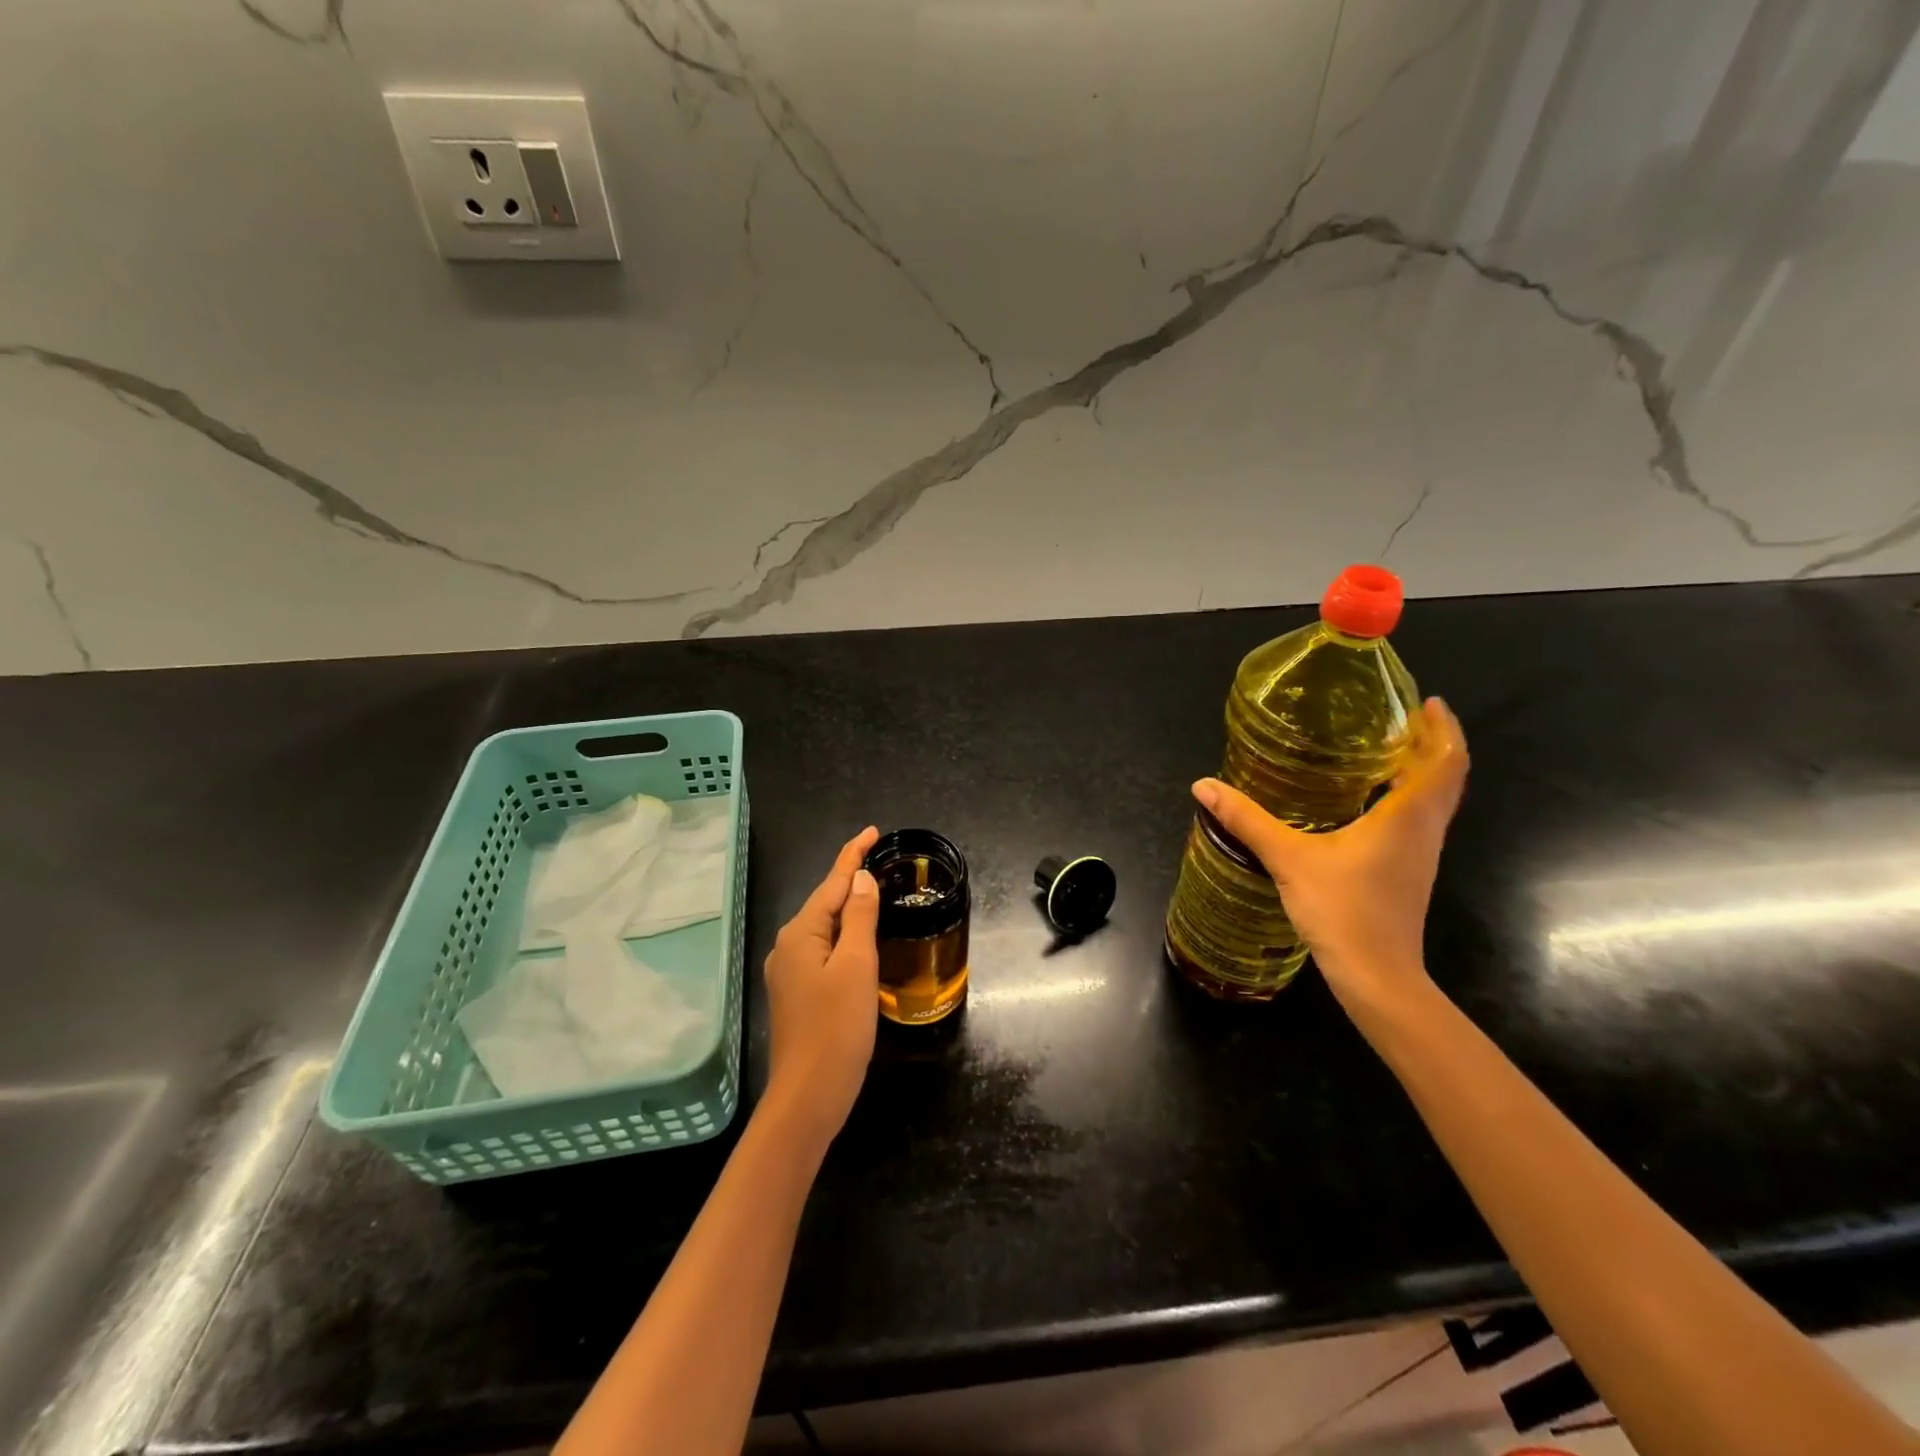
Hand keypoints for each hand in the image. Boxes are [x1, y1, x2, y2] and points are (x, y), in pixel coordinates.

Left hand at [762, 826, 881, 1147]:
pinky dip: (845, 936)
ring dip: (849, 908)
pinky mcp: (798, 993)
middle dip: (851, 879)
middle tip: (882, 861)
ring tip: (877, 893)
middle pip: (825, 902)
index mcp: (801, 934)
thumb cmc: (837, 1028)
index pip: (832, 882)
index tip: (872, 831)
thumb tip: (861, 878)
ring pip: (825, 927)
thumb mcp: (856, 966)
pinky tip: (860, 940)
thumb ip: (860, 918)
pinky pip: (824, 950)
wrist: (808, 1096)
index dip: (852, 855)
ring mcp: (790, 972)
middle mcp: (789, 946)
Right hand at [1193, 697, 1468, 1012]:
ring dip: (1419, 771)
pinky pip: (1417, 820)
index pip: (1445, 761)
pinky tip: (1366, 801)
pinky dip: (1404, 797)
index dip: (1441, 728)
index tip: (1426, 702)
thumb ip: (1247, 819)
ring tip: (1381, 750)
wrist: (1376, 976)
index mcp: (1408, 816)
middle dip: (1430, 743)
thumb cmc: (1343, 910)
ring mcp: (1419, 854)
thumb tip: (1203, 785)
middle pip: (1445, 776)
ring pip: (1433, 800)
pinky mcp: (1407, 872)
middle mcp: (1423, 830)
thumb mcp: (1288, 858)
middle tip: (1397, 719)